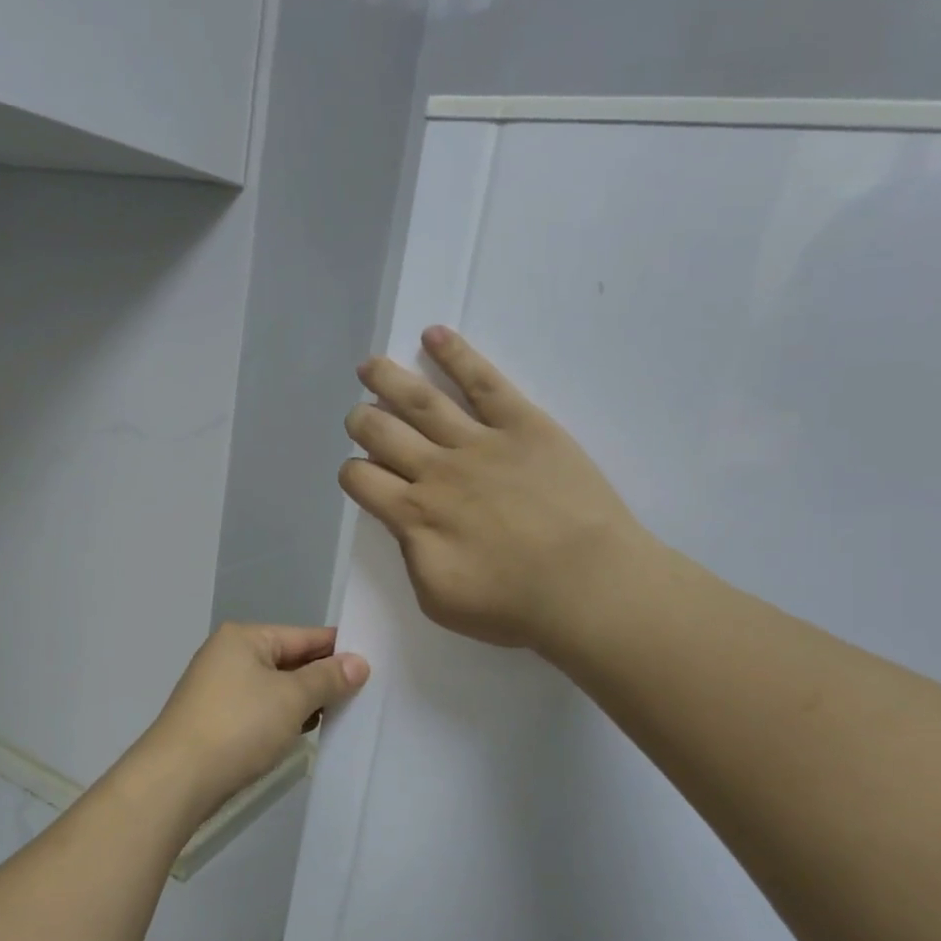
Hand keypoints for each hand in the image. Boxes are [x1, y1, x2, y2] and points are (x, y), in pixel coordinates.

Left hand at [141, 624, 369, 815]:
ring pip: (275, 687)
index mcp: (244, 638)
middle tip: (363, 695)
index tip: (374, 664)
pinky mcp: (215, 719)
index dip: (339, 649)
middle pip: (289, 660)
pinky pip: (260, 709)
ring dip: (304, 701)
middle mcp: (228, 655)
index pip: (304, 635)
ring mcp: (218, 688)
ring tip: (340, 716)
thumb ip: (328, 678)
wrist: (176, 780)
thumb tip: (359, 663)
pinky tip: (302, 732)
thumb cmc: (238, 727)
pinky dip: (282, 717)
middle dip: (323, 678)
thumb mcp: (292, 698)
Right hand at [340, 326, 648, 656]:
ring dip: (386, 378)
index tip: (364, 477)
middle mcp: (436, 470)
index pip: (359, 478)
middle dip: (362, 421)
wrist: (588, 586)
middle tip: (362, 419)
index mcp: (413, 515)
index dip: (352, 473)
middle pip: (380, 430)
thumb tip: (407, 524)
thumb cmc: (513, 605)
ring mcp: (479, 441)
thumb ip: (411, 555)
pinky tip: (434, 335)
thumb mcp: (438, 598)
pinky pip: (483, 380)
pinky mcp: (523, 423)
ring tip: (369, 365)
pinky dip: (455, 354)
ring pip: (420, 399)